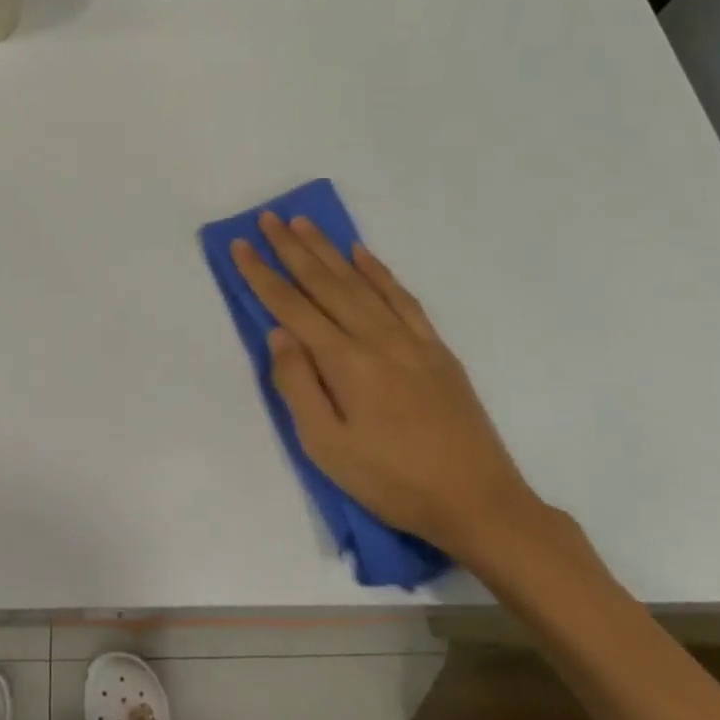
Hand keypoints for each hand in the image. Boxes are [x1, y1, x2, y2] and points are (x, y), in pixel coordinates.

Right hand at [230, 213, 541, 562]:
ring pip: (360, 281)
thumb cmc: (392, 481)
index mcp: (345, 362)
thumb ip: (298, 385)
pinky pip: (402, 296)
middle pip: (325, 282)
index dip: (263, 274)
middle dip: (292, 248)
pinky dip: (379, 271)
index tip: (241, 245)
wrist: (478, 502)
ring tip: (304, 223)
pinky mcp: (436, 348)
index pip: (291, 307)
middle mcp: (375, 337)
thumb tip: (279, 333)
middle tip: (269, 217)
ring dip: (329, 249)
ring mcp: (410, 339)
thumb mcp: (327, 447)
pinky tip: (362, 254)